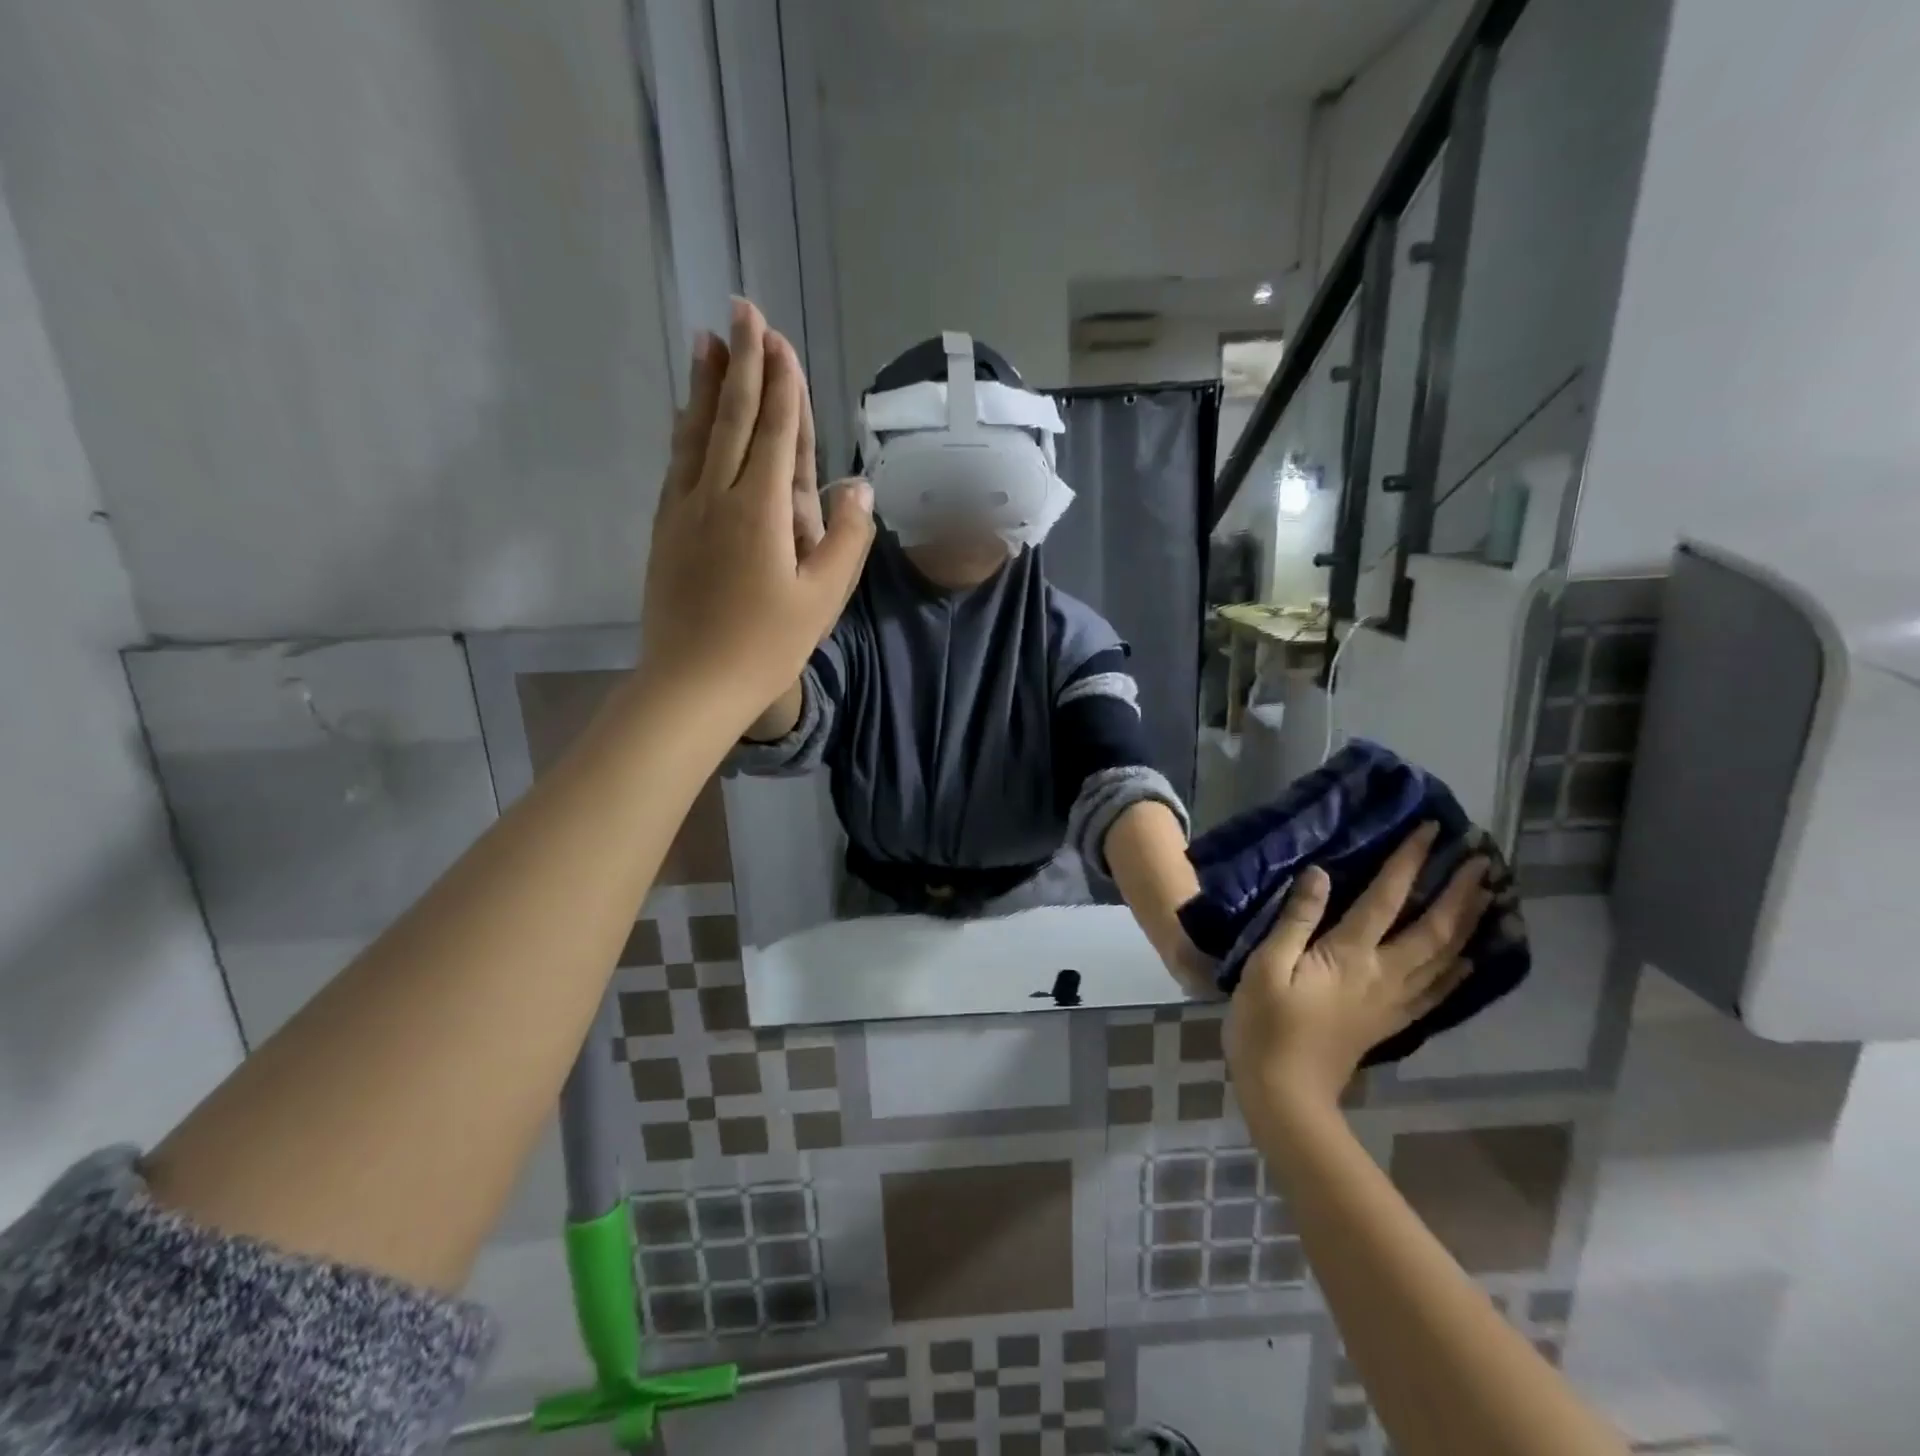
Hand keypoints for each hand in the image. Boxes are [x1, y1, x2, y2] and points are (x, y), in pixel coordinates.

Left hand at [641, 299, 873, 719]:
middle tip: (741, 310)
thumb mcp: (821, 600)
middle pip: (732, 418)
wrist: (691, 684)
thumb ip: (844, 539)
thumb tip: (856, 485)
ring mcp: (684, 510)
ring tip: (708, 341)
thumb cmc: (765, 646)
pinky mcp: (665, 529)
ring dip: (707, 385)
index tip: (777, 337)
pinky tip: (686, 414)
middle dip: (742, 364)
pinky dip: (685, 429)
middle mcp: (717, 496)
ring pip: (696, 433)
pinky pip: (676, 463)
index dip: (780, 384)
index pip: (775, 433)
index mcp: (759, 510)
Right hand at [1223, 823, 1491, 1110]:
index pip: (1388, 898)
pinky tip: (1470, 960)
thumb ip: (1295, 919)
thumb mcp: (1266, 966)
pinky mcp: (1391, 1021)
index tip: (1431, 830)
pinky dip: (1459, 970)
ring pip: (1445, 958)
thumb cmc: (1265, 1023)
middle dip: (1460, 892)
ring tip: (1491, 899)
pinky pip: (1437, 990)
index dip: (1409, 862)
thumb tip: (1321, 874)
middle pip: (1434, 928)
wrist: (1285, 1092)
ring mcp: (1393, 1001)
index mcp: (1351, 955)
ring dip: (1469, 925)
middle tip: (1484, 861)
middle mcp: (1384, 974)